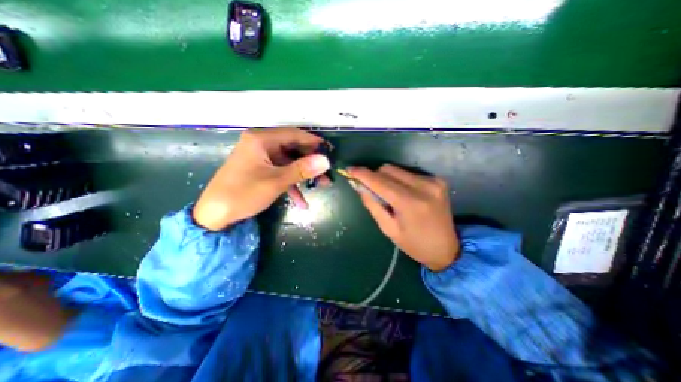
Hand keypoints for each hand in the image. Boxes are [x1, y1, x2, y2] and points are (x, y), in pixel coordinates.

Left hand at [193, 127, 331, 229]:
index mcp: (261, 139)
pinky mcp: (261, 170)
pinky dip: (292, 185)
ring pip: (289, 163)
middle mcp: (261, 144)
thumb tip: (325, 160)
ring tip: (321, 186)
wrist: (215, 215)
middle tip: (327, 173)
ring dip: (304, 176)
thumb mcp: (276, 181)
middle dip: (311, 162)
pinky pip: (281, 173)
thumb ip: (302, 169)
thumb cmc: (243, 193)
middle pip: (293, 149)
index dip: (313, 142)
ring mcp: (261, 158)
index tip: (330, 152)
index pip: (294, 134)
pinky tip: (301, 202)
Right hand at [348, 164, 459, 270]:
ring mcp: (433, 181)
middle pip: (388, 169)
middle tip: (371, 189)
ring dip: (387, 178)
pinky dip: (400, 180)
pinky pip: (409, 173)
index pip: (380, 181)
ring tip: (390, 195)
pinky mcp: (437, 180)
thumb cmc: (413, 244)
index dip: (362, 174)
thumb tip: (358, 185)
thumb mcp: (388, 228)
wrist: (446, 249)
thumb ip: (372, 204)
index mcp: (410, 203)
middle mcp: (423, 186)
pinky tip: (403, 193)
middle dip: (375, 176)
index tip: (350, 170)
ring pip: (398, 169)